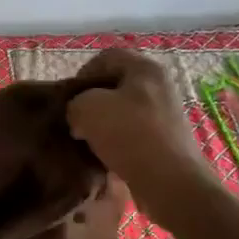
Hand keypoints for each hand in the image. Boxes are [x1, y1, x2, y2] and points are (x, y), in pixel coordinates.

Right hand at [66, 48, 192, 181]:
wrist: (169, 181)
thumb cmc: (128, 134)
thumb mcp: (86, 108)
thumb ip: (74, 102)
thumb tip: (79, 114)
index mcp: (145, 68)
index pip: (105, 57)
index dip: (81, 74)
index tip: (69, 98)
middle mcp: (160, 86)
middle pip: (115, 85)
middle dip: (91, 102)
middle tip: (75, 121)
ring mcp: (166, 114)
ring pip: (123, 111)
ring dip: (103, 124)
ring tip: (86, 142)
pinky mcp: (167, 140)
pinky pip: (133, 133)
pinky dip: (117, 142)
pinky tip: (105, 156)